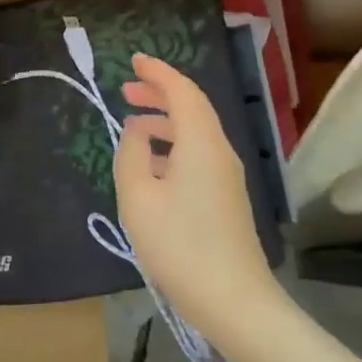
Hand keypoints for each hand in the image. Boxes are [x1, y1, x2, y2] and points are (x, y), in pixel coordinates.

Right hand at [114, 53, 279, 346]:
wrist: (234, 301)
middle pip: (192, 108)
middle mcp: (219, 151)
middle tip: (127, 89)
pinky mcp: (226, 197)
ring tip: (133, 124)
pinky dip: (173, 144)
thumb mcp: (138, 197)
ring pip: (196, 132)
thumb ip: (131, 155)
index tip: (134, 61)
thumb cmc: (180, 245)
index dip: (158, 73)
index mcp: (201, 143)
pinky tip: (152, 163)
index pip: (182, 92)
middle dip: (160, 93)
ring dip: (165, 120)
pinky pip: (199, 153)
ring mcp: (227, 176)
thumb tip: (137, 133)